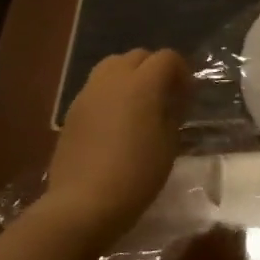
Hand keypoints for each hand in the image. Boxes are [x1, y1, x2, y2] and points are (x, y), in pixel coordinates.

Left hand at [42, 48, 188, 232]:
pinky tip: (115, 122)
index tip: (187, 95)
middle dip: (154, 69)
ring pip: (111, 67)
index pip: (167, 57)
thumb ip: (173, 113)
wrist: (83, 203)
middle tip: (165, 97)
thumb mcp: (169, 145)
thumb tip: (174, 99)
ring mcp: (87, 94)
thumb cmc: (136, 175)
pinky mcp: (72, 111)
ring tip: (138, 105)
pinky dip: (111, 93)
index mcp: (142, 84)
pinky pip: (96, 88)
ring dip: (129, 76)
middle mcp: (112, 80)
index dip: (181, 71)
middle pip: (137, 56)